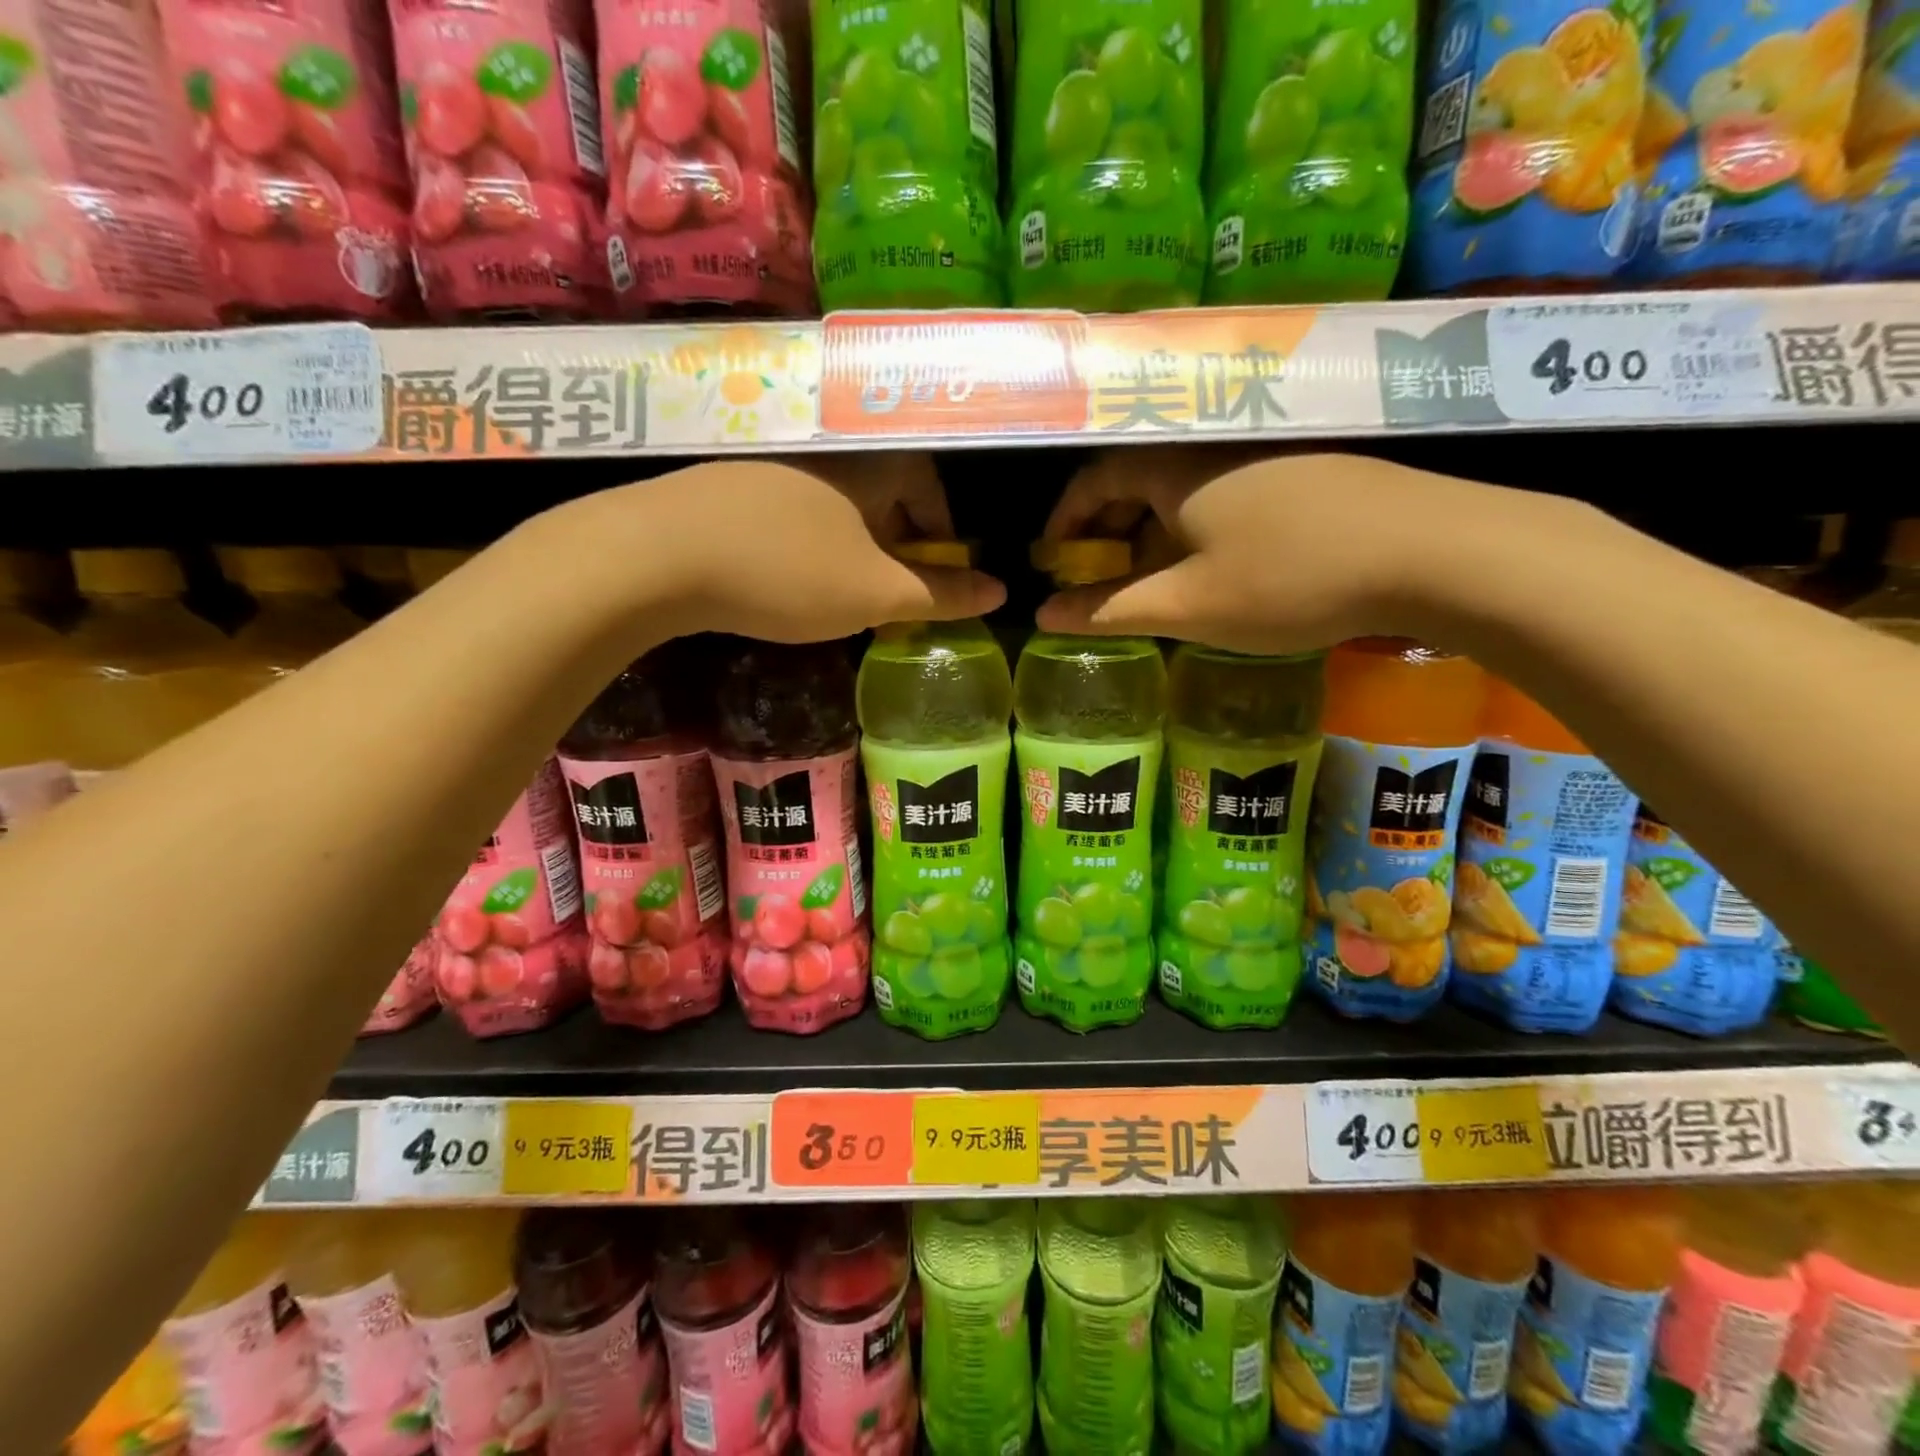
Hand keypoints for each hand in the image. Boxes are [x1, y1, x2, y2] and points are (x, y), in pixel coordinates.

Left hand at [532, 455, 1002, 643]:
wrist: (657, 555)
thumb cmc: (788, 571)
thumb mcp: (876, 594)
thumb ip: (942, 595)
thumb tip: (1002, 592)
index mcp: (873, 464)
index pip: (929, 487)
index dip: (942, 536)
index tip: (939, 577)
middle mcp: (829, 449)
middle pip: (886, 493)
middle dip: (900, 544)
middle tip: (894, 593)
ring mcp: (775, 460)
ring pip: (840, 502)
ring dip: (856, 544)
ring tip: (845, 591)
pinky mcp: (732, 480)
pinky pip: (797, 507)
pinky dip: (813, 540)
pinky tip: (791, 575)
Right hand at [1036, 449, 1514, 654]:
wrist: (1431, 551)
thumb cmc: (1288, 578)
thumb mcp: (1186, 606)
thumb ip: (1108, 610)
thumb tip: (1043, 616)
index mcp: (1172, 467)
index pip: (1093, 479)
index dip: (1065, 522)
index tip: (1053, 562)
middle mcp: (1212, 445)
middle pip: (1136, 479)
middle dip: (1107, 529)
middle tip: (1098, 577)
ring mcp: (1264, 451)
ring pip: (1182, 488)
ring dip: (1152, 531)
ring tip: (1152, 580)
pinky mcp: (1304, 468)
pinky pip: (1223, 491)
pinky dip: (1197, 526)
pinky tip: (1215, 564)